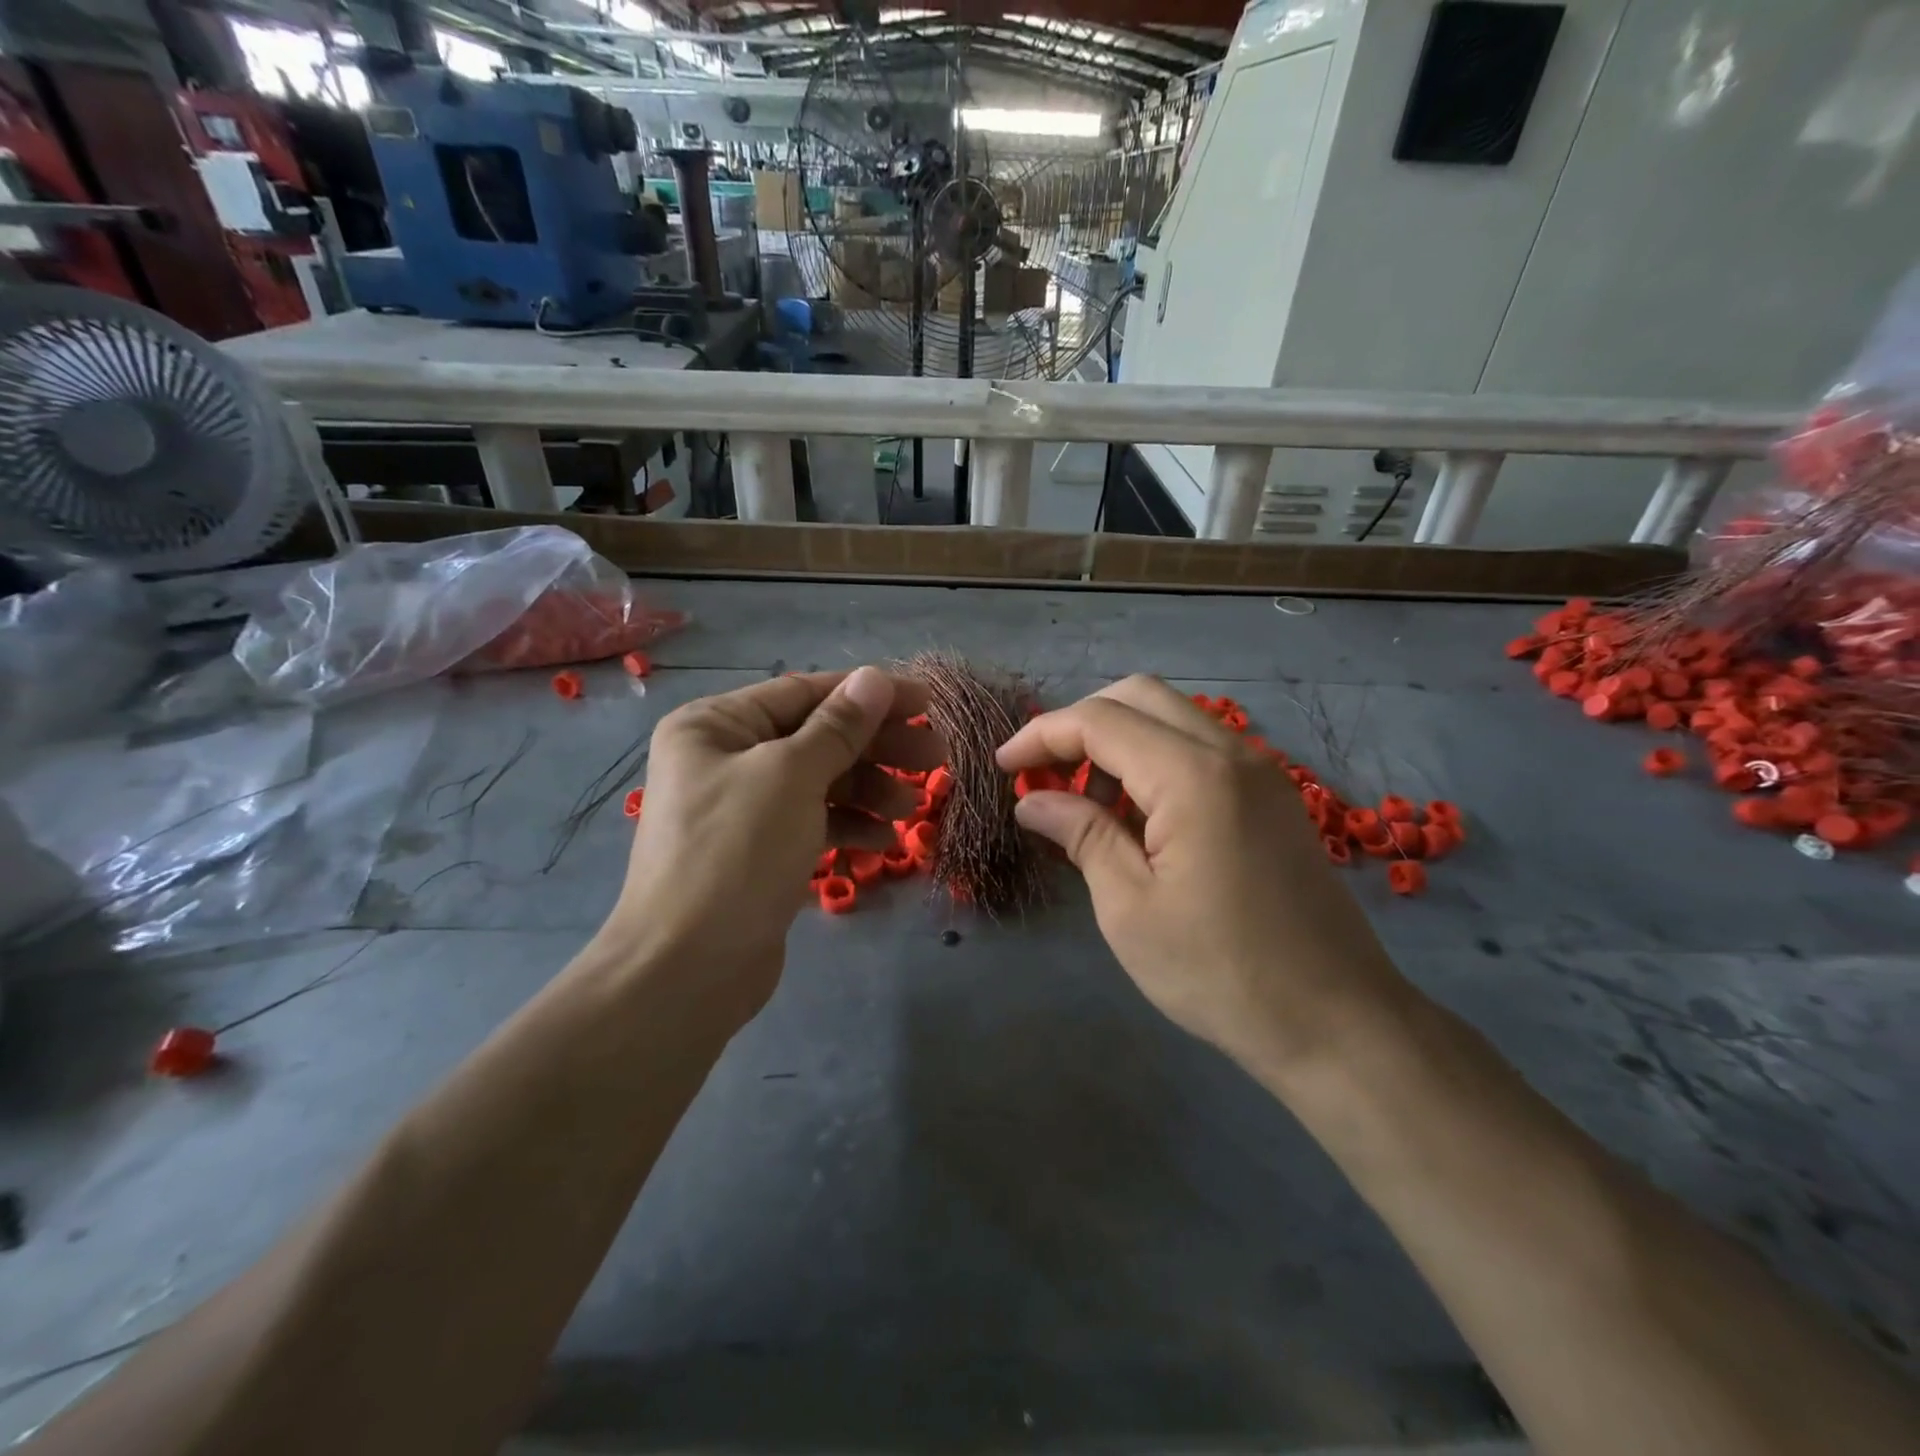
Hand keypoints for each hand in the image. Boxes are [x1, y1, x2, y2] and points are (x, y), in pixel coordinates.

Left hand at [598, 667, 942, 1026]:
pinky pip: (812, 821)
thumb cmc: (735, 854)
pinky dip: (849, 825)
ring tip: (913, 808)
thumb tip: (875, 677)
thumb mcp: (791, 777)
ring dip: (869, 789)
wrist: (687, 970)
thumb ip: (837, 727)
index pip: (804, 692)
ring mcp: (742, 808)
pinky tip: (885, 841)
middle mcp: (725, 758)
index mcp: (715, 725)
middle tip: (936, 758)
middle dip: (876, 746)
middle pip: (816, 737)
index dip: (868, 694)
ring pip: (819, 782)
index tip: (926, 703)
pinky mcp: (760, 851)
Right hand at [996, 675, 1407, 1069]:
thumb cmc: (1221, 972)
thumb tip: (1033, 801)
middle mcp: (1231, 753)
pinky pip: (1200, 749)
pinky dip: (1154, 760)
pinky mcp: (1272, 796)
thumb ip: (1081, 835)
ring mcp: (1260, 772)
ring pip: (1172, 718)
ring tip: (1084, 801)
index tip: (1003, 766)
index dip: (1042, 735)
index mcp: (1193, 776)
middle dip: (1079, 724)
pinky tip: (1136, 815)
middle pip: (1139, 696)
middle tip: (1043, 774)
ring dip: (1118, 740)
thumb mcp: (1129, 908)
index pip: (1100, 720)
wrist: (1338, 1021)